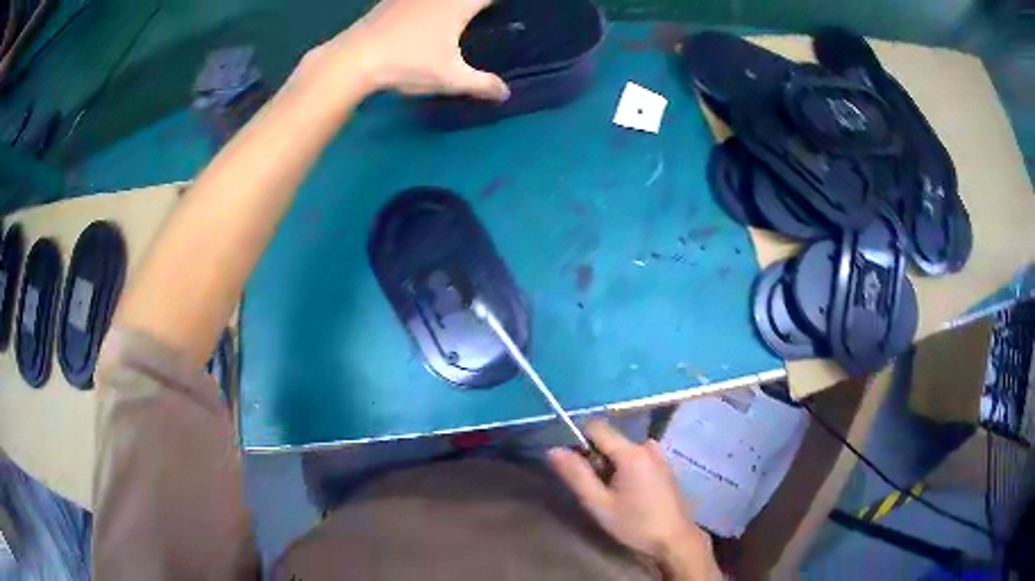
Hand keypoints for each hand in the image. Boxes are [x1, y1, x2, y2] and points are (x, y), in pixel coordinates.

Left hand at [306, 0, 508, 100]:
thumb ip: (480, 84)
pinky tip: (421, 15)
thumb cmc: (406, 64)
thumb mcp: (448, 78)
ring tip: (456, 15)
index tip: (498, 11)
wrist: (354, 58)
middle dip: (475, 3)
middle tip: (481, 13)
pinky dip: (426, 4)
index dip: (494, 3)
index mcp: (458, 4)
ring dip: (450, 3)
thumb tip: (505, 94)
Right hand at [548, 421, 720, 579]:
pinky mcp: (664, 466)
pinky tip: (628, 495)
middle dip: (595, 459)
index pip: (596, 427)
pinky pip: (636, 457)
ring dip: (610, 466)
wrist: (674, 540)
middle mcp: (646, 446)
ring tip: (611, 496)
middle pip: (609, 440)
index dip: (578, 441)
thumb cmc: (635, 524)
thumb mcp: (599, 504)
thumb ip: (576, 475)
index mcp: (631, 452)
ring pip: (622, 450)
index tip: (572, 466)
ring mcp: (658, 455)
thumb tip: (553, 450)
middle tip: (594, 490)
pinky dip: (625, 469)